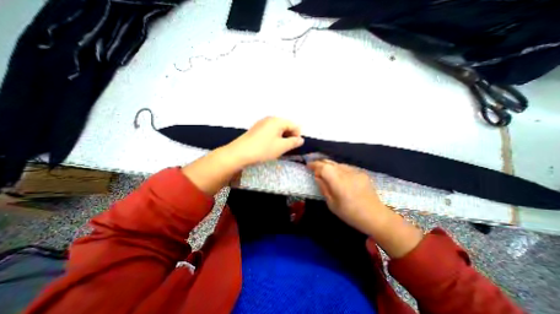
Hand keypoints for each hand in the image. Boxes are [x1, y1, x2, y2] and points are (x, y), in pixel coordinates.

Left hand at [226, 117, 304, 166]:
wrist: (239, 153)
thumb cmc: (263, 149)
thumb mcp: (281, 147)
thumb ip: (293, 142)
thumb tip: (301, 139)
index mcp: (277, 121)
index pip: (293, 125)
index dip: (297, 135)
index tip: (295, 146)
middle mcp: (270, 119)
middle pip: (285, 125)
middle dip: (289, 136)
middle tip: (287, 148)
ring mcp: (261, 123)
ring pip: (277, 129)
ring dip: (282, 138)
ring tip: (279, 148)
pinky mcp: (256, 129)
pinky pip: (270, 131)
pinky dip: (274, 138)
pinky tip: (270, 146)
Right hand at [305, 159, 385, 234]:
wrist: (376, 216)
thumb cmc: (351, 214)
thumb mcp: (332, 204)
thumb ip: (323, 188)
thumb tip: (317, 176)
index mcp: (339, 182)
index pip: (324, 168)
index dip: (315, 165)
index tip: (308, 166)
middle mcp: (347, 173)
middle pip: (330, 163)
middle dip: (320, 163)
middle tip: (314, 166)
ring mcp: (355, 172)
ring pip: (338, 163)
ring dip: (329, 165)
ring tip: (324, 170)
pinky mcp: (361, 172)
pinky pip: (346, 167)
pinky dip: (338, 168)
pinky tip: (337, 174)